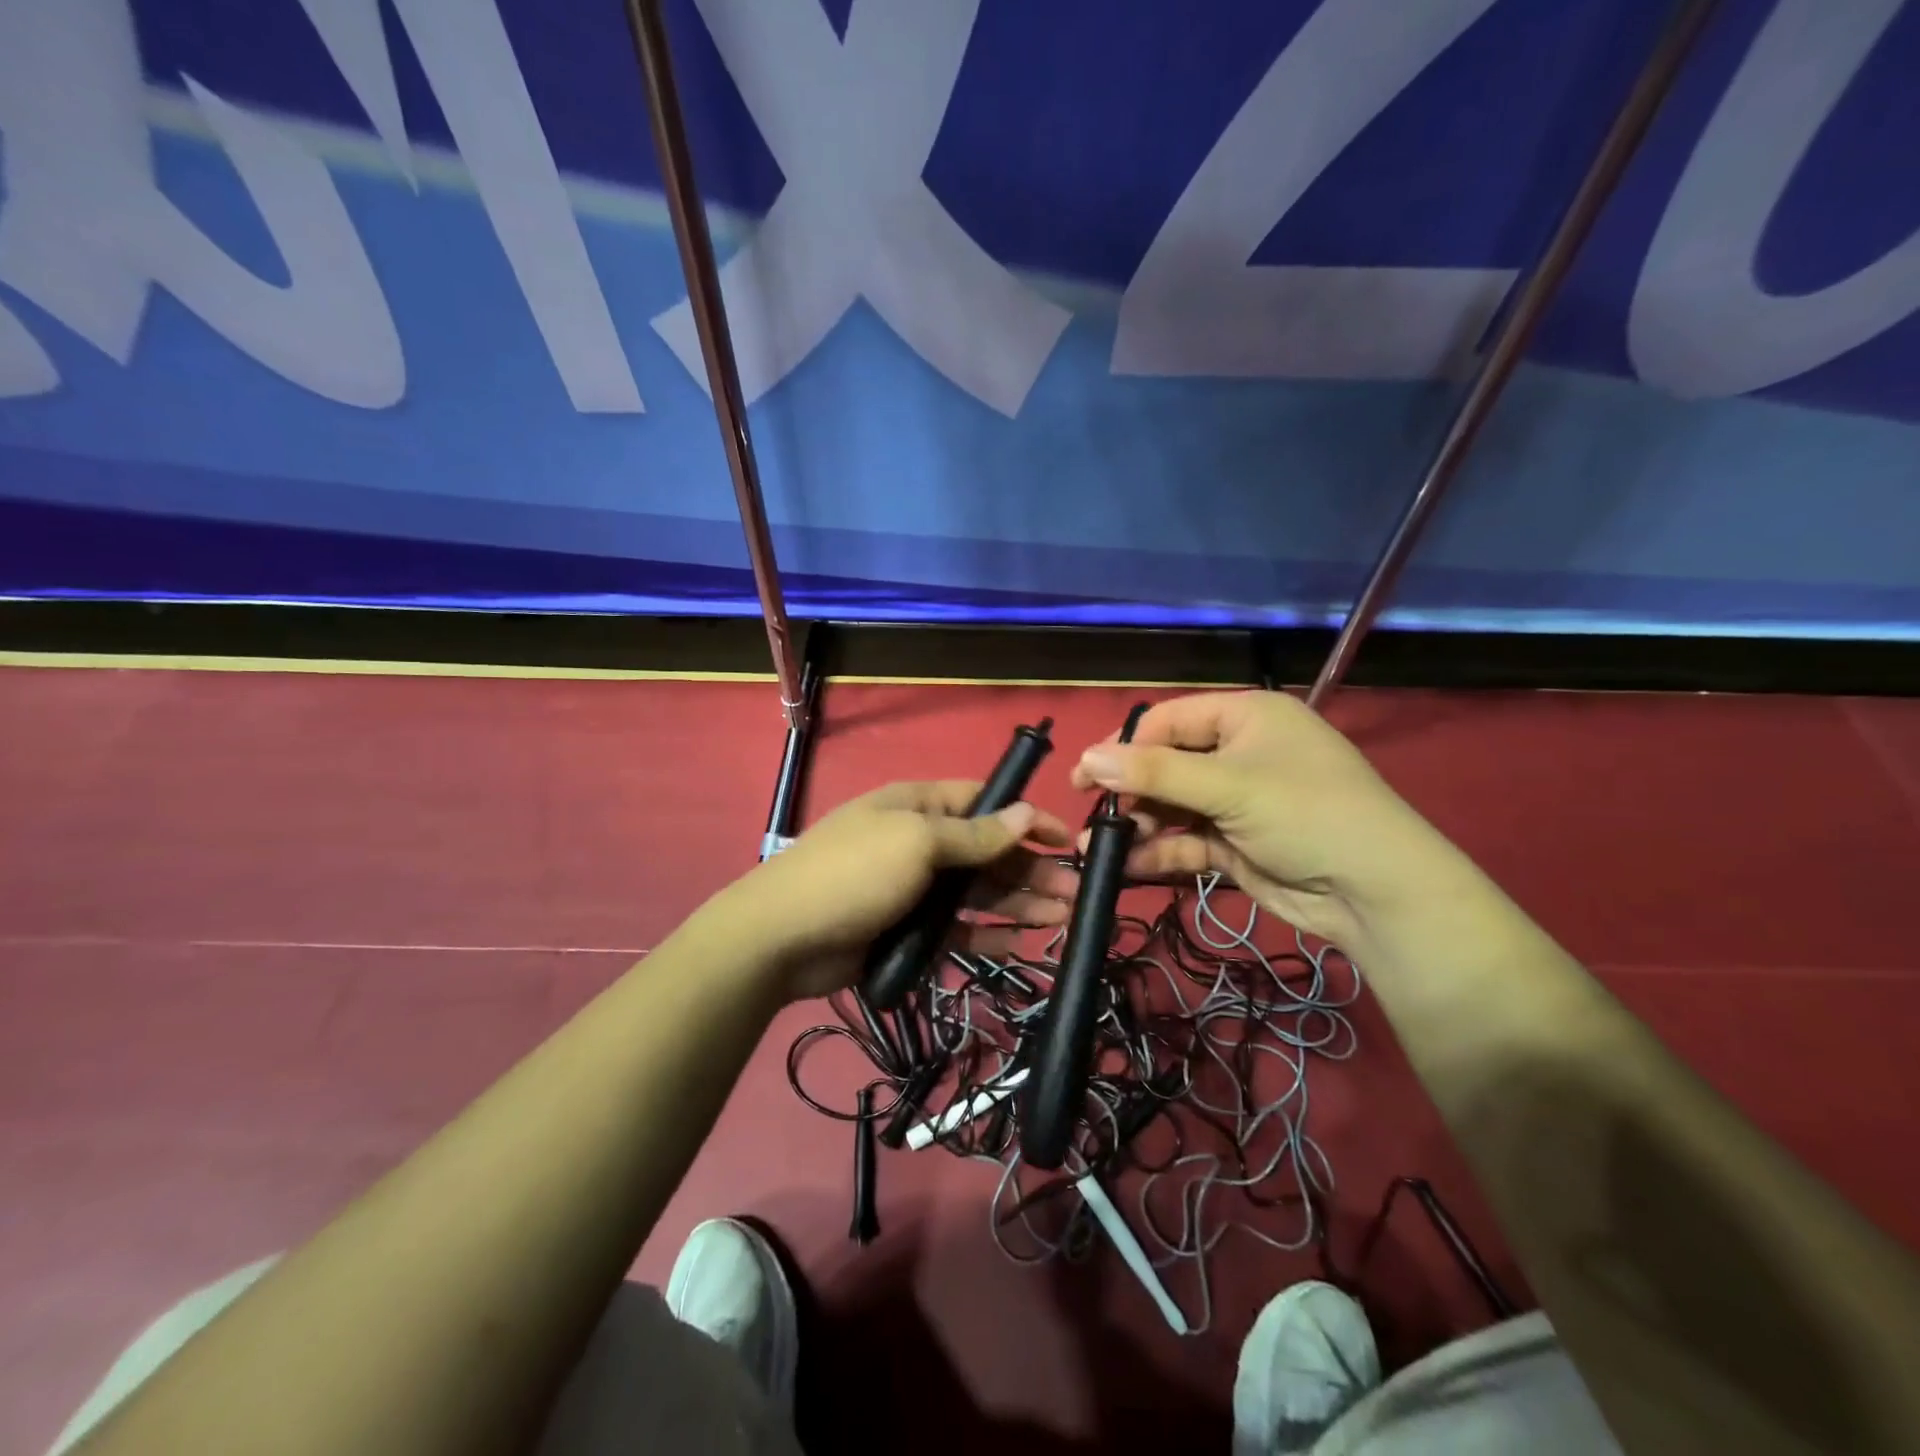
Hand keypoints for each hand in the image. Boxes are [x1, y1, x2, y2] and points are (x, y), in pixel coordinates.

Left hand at [729, 781, 1077, 1000]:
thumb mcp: (917, 842)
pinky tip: (1021, 943)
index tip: (1064, 837)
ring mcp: (912, 888)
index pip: (983, 802)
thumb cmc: (854, 873)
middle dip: (1030, 869)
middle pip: (986, 852)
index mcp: (918, 806)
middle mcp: (919, 842)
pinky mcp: (907, 929)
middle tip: (1076, 893)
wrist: (782, 938)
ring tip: (1062, 919)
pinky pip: (956, 929)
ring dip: (1018, 902)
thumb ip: (975, 835)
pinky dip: (987, 934)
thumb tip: (1025, 812)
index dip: (1024, 817)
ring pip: (976, 893)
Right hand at [1071, 691, 1450, 947]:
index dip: (1124, 746)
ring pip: (1172, 808)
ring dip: (1137, 827)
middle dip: (1129, 793)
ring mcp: (1237, 802)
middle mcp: (1239, 753)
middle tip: (1091, 817)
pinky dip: (1160, 853)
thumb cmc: (1304, 813)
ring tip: (1098, 847)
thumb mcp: (1228, 786)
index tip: (1085, 777)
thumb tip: (1087, 758)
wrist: (1375, 893)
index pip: (1168, 721)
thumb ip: (1154, 774)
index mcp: (1244, 717)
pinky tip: (1129, 867)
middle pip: (1166, 766)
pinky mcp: (1235, 844)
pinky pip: (1186, 842)